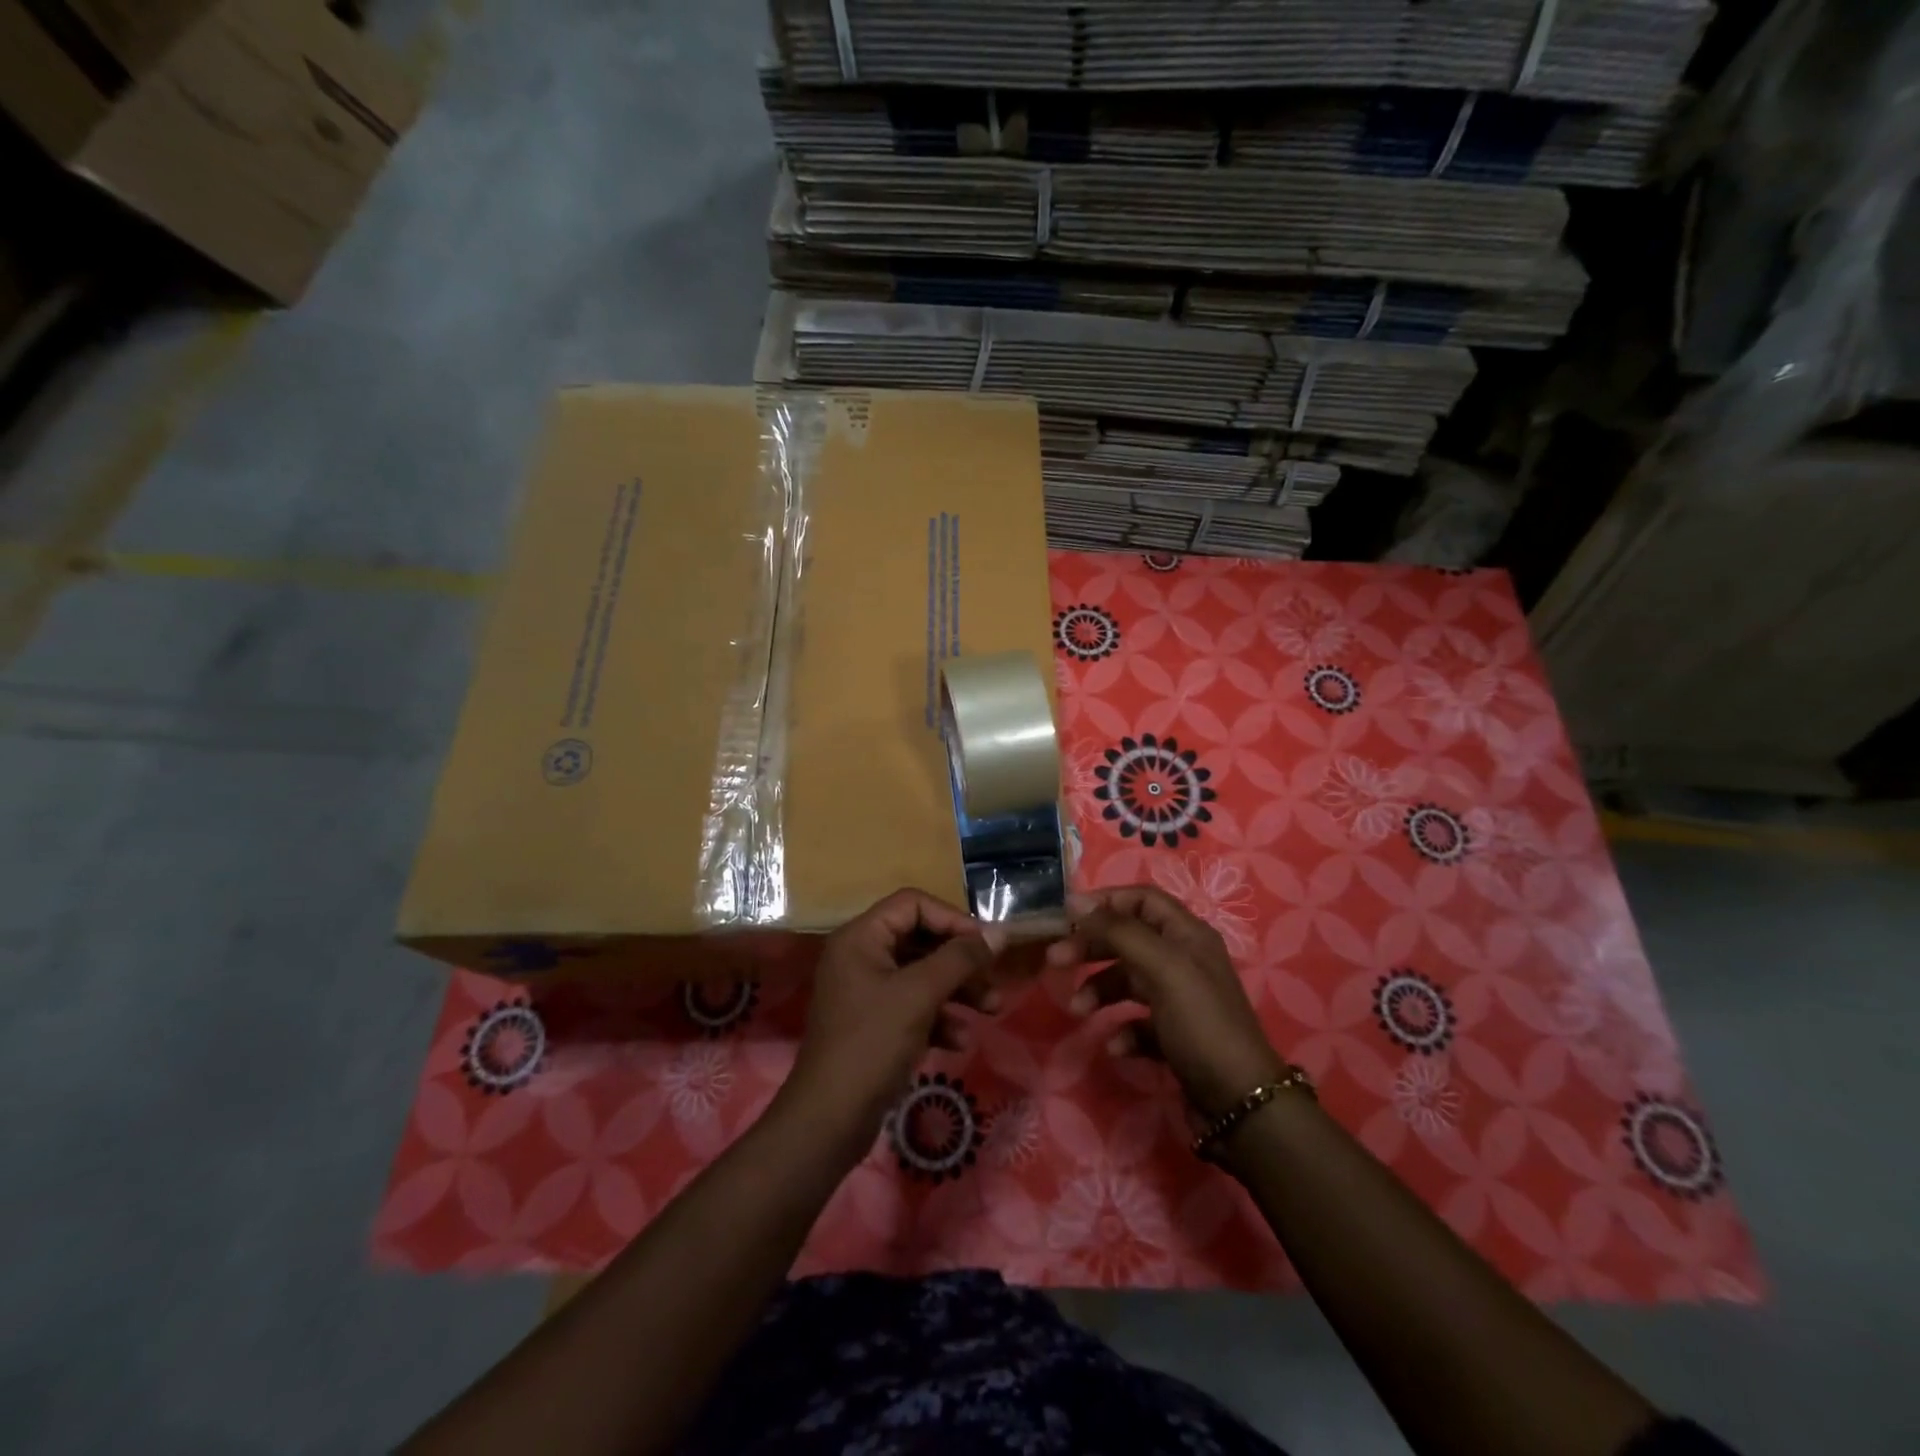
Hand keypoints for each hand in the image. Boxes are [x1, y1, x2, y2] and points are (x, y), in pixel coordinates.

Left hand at [783, 889, 1005, 1155]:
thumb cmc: (872, 1044)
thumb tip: (1000, 932)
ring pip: (921, 975)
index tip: (986, 944)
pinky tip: (958, 1041)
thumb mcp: (920, 994)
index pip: (913, 904)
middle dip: (961, 961)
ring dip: (957, 990)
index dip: (952, 919)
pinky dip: (938, 1018)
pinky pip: (913, 1005)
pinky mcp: (873, 1024)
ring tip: (991, 1011)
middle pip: (920, 939)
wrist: (829, 1120)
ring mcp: (865, 991)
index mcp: (861, 937)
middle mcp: (860, 956)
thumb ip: (960, 959)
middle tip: (994, 980)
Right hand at [1046, 885, 1285, 1120]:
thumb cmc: (1200, 1023)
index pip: (1141, 899)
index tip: (1066, 915)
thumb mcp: (1161, 967)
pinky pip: (1136, 1022)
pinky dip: (1122, 1030)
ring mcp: (1179, 999)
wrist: (1239, 1103)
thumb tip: (1076, 903)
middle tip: (1055, 960)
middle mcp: (1183, 960)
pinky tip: (1117, 1047)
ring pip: (1127, 980)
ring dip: (1098, 990)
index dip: (1104, 901)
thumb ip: (1119, 931)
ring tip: (1078, 1010)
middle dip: (1091, 947)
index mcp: (1187, 935)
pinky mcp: (1173, 1036)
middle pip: (1128, 938)